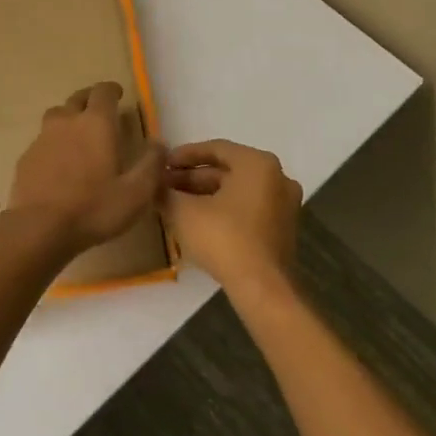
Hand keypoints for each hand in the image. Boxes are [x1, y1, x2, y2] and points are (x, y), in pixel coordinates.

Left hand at [8, 82, 165, 254]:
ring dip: (69, 118)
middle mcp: (66, 122)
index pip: (103, 92)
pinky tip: (59, 162)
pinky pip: (43, 140)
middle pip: (77, 99)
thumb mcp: (136, 193)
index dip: (112, 90)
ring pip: (56, 116)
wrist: (39, 227)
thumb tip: (159, 144)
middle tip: (100, 110)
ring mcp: (42, 138)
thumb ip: (151, 165)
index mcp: (96, 124)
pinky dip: (54, 143)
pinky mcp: (26, 157)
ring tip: (79, 133)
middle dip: (90, 99)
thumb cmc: (93, 208)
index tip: (119, 94)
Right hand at [165, 140, 300, 304]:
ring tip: (174, 203)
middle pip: (226, 170)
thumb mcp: (184, 212)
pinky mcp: (281, 228)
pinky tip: (196, 220)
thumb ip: (165, 192)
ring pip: (236, 190)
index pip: (215, 148)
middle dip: (192, 178)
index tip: (162, 164)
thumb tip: (152, 185)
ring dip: (205, 194)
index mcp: (257, 164)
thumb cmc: (223, 238)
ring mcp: (283, 204)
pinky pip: (247, 208)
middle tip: (164, 186)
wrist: (262, 287)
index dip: (184, 155)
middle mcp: (277, 177)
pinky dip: (222, 208)